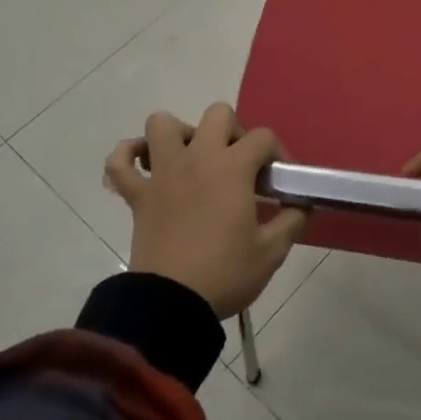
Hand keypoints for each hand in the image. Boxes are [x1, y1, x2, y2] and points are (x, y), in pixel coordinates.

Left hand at [104, 104, 306, 319]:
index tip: (281, 179)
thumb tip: (301, 204)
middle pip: (217, 115)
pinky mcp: (137, 195)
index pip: (262, 137)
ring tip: (193, 159)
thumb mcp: (271, 251)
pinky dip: (128, 156)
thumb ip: (291, 220)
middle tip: (239, 165)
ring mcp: (162, 174)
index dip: (278, 152)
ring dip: (180, 134)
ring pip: (162, 125)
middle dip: (234, 132)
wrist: (171, 304)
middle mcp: (197, 158)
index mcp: (232, 168)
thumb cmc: (225, 273)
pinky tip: (144, 166)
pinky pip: (119, 162)